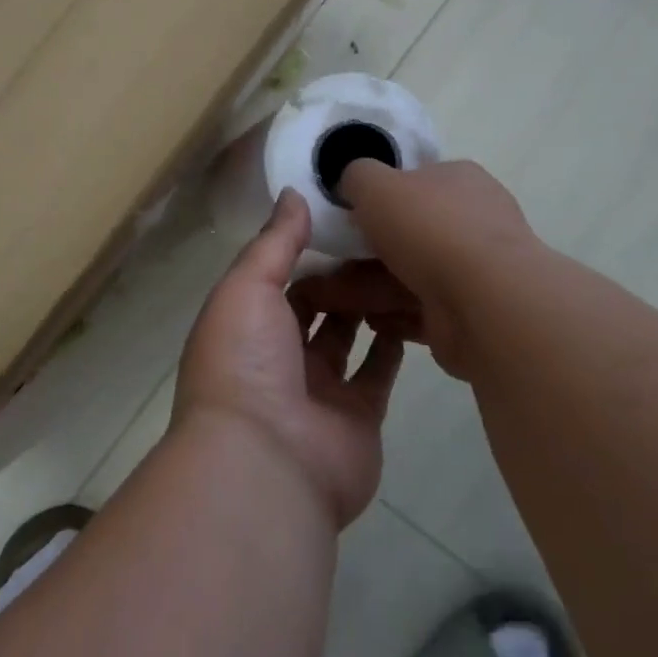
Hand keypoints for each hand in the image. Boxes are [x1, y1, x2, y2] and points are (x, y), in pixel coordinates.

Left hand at [173, 189, 402, 527]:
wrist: (266, 462)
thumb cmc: (245, 362)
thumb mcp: (246, 287)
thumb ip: (273, 241)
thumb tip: (293, 194)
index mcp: (244, 325)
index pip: (278, 278)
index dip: (306, 249)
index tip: (344, 215)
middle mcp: (278, 357)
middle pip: (314, 307)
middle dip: (341, 276)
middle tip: (382, 237)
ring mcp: (319, 390)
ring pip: (348, 336)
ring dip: (368, 304)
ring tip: (402, 263)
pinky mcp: (359, 416)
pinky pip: (378, 373)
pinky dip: (392, 344)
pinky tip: (413, 308)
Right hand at [297, 160, 537, 380]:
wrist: (485, 303)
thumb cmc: (430, 229)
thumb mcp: (375, 183)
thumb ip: (356, 175)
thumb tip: (352, 181)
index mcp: (458, 180)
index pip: (413, 182)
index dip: (377, 197)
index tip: (345, 215)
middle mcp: (471, 221)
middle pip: (406, 232)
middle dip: (363, 250)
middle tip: (327, 263)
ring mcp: (473, 271)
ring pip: (407, 274)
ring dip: (368, 286)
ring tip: (328, 299)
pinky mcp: (467, 314)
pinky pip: (419, 310)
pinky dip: (391, 315)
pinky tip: (367, 320)